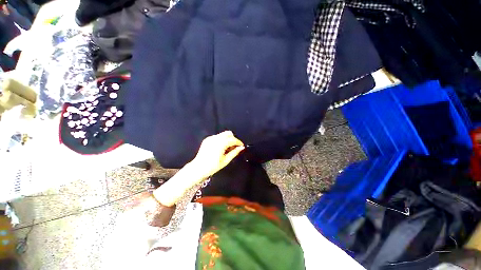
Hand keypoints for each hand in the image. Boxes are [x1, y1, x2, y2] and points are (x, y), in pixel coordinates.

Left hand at [190, 131, 244, 179]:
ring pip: (223, 134)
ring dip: (227, 139)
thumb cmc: (213, 166)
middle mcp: (215, 138)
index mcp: (221, 144)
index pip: (233, 139)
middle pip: (228, 133)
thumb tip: (241, 148)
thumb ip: (234, 152)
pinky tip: (220, 148)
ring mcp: (210, 138)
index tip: (241, 146)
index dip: (238, 142)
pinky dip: (221, 140)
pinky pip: (217, 136)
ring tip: (227, 148)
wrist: (198, 168)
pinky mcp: (207, 139)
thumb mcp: (226, 160)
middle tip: (234, 147)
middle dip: (233, 139)